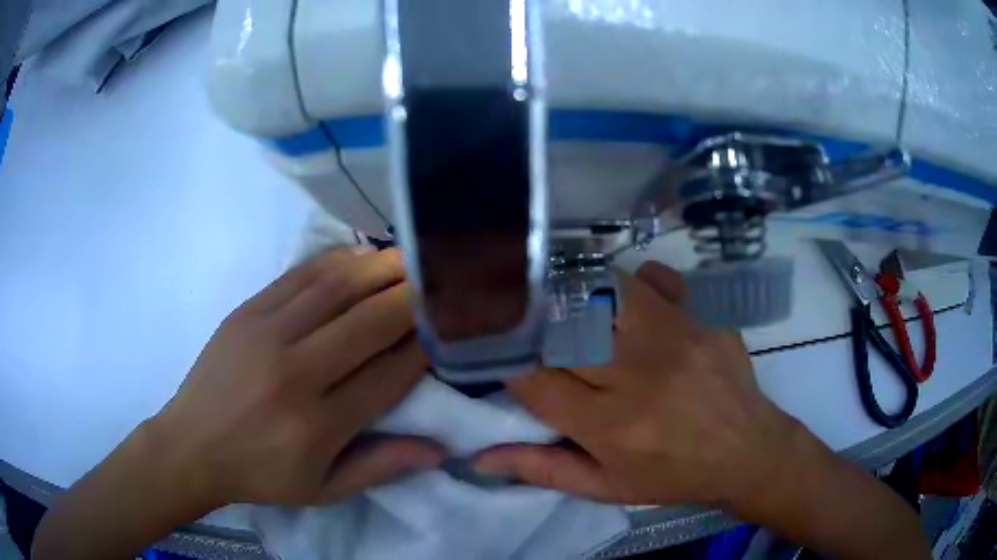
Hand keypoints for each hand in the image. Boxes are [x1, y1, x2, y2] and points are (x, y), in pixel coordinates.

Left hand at [153, 246, 444, 508]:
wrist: (191, 445)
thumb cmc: (260, 474)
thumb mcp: (323, 489)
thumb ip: (380, 466)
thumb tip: (440, 449)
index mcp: (316, 424)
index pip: (387, 375)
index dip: (424, 349)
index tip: (448, 330)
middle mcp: (294, 373)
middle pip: (368, 322)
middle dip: (412, 298)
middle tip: (441, 281)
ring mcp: (266, 333)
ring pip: (336, 288)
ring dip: (381, 268)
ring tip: (411, 258)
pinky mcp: (246, 311)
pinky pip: (300, 275)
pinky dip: (337, 261)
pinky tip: (361, 256)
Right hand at [473, 261, 796, 509]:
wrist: (747, 451)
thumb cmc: (673, 476)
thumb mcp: (607, 487)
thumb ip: (543, 470)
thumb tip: (481, 458)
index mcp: (611, 426)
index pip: (536, 380)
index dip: (511, 366)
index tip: (507, 361)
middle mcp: (640, 375)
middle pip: (566, 330)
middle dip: (537, 327)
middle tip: (532, 330)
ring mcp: (677, 339)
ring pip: (606, 291)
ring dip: (579, 296)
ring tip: (571, 307)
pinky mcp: (702, 320)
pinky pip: (659, 281)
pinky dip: (637, 282)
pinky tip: (630, 297)